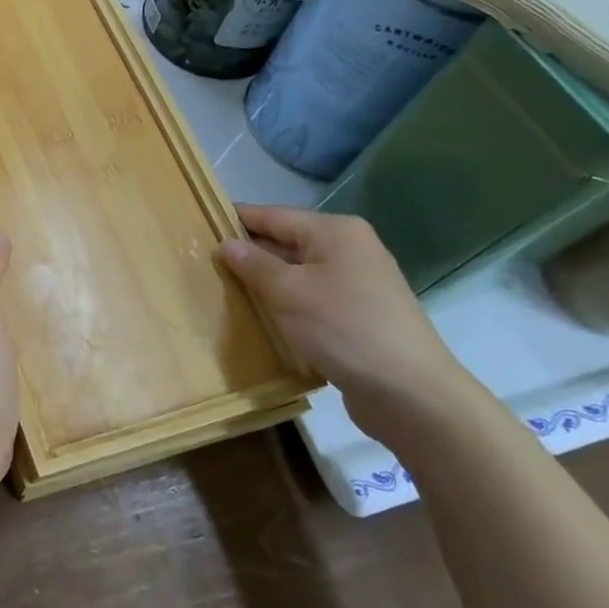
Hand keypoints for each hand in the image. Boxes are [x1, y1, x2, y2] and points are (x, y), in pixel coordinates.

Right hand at [220, 204, 488, 447]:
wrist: (410, 392)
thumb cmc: (343, 328)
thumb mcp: (288, 292)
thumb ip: (254, 264)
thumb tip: (227, 244)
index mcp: (335, 232)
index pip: (273, 215)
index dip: (236, 219)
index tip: (199, 223)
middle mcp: (349, 249)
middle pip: (287, 241)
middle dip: (249, 253)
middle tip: (204, 262)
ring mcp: (358, 283)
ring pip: (298, 272)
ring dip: (266, 281)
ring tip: (225, 290)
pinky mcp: (358, 315)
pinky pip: (311, 298)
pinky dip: (287, 303)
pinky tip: (262, 318)